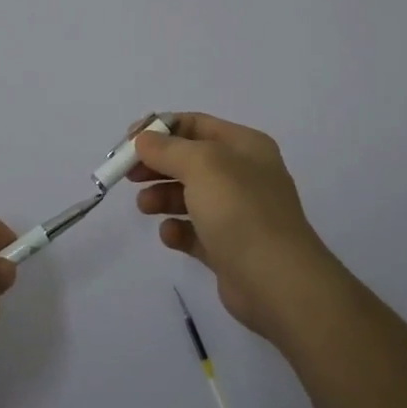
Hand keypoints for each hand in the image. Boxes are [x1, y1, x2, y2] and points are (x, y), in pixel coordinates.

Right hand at [131, 112, 336, 341]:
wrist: (278, 282)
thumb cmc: (240, 210)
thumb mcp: (201, 164)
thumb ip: (167, 148)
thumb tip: (144, 140)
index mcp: (245, 146)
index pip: (195, 124)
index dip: (159, 129)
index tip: (128, 142)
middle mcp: (244, 175)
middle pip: (189, 160)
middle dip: (157, 164)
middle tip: (128, 174)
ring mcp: (238, 213)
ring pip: (189, 195)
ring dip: (162, 196)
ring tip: (145, 206)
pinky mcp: (229, 249)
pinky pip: (195, 231)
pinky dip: (178, 230)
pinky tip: (170, 235)